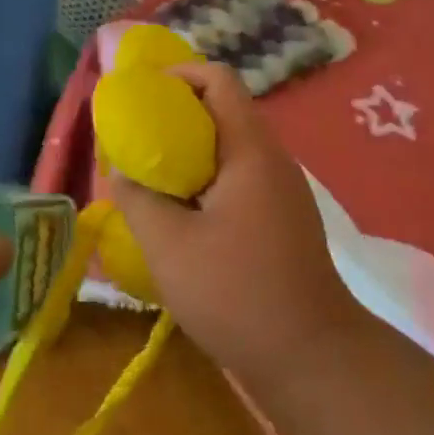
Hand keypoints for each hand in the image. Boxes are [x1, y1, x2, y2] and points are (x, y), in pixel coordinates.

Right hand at [110, 64, 364, 383]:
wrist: (312, 359)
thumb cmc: (238, 294)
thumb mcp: (170, 246)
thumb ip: (138, 198)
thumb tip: (121, 171)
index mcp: (250, 150)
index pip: (218, 79)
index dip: (177, 75)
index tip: (139, 96)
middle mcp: (272, 158)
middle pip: (223, 109)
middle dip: (175, 115)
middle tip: (135, 139)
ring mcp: (282, 189)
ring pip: (230, 146)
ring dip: (189, 150)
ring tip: (150, 175)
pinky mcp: (282, 217)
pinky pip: (239, 176)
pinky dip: (206, 178)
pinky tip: (182, 212)